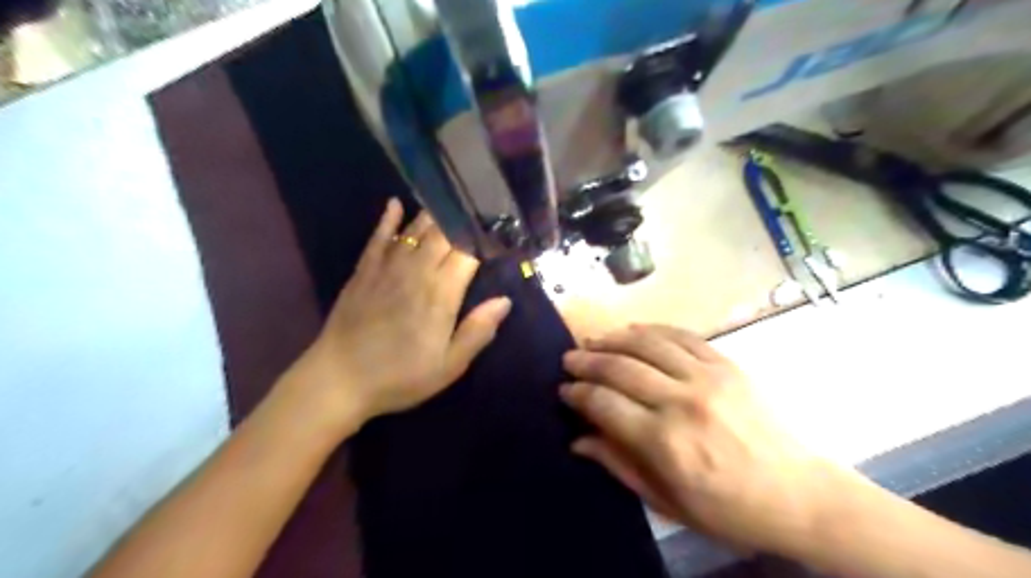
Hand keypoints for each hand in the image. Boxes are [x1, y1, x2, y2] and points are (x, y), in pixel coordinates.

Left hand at [284, 198, 510, 431]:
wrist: (338, 379)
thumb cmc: (400, 376)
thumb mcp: (449, 365)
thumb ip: (478, 331)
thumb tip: (504, 300)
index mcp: (440, 293)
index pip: (467, 252)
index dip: (483, 239)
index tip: (497, 231)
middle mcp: (416, 271)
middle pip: (443, 233)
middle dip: (461, 219)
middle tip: (477, 210)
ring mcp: (387, 267)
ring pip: (414, 230)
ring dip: (433, 214)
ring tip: (450, 200)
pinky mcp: (363, 271)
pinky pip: (378, 237)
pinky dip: (388, 219)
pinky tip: (395, 204)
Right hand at [561, 325, 841, 554]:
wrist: (800, 495)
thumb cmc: (729, 509)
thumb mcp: (668, 502)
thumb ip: (619, 466)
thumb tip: (578, 440)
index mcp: (664, 442)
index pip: (605, 403)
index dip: (578, 393)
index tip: (564, 389)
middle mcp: (682, 401)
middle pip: (620, 368)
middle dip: (588, 361)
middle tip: (569, 358)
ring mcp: (707, 377)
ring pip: (647, 344)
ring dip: (614, 339)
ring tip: (594, 340)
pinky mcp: (727, 364)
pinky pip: (682, 336)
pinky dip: (652, 330)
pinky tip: (634, 330)